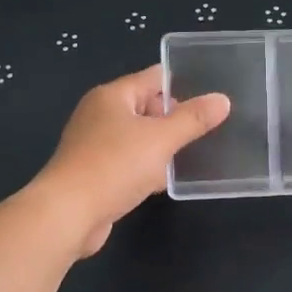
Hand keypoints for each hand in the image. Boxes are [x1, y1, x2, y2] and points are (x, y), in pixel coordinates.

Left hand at [31, 65, 229, 255]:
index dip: (183, 83)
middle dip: (176, 117)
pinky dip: (148, 168)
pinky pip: (129, 162)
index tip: (213, 95)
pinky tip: (167, 180)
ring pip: (139, 138)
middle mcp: (100, 115)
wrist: (69, 214)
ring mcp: (95, 145)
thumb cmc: (114, 166)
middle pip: (146, 107)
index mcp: (113, 96)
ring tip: (197, 152)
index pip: (153, 78)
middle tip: (211, 127)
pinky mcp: (96, 173)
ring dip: (163, 146)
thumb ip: (193, 119)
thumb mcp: (161, 139)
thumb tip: (222, 100)